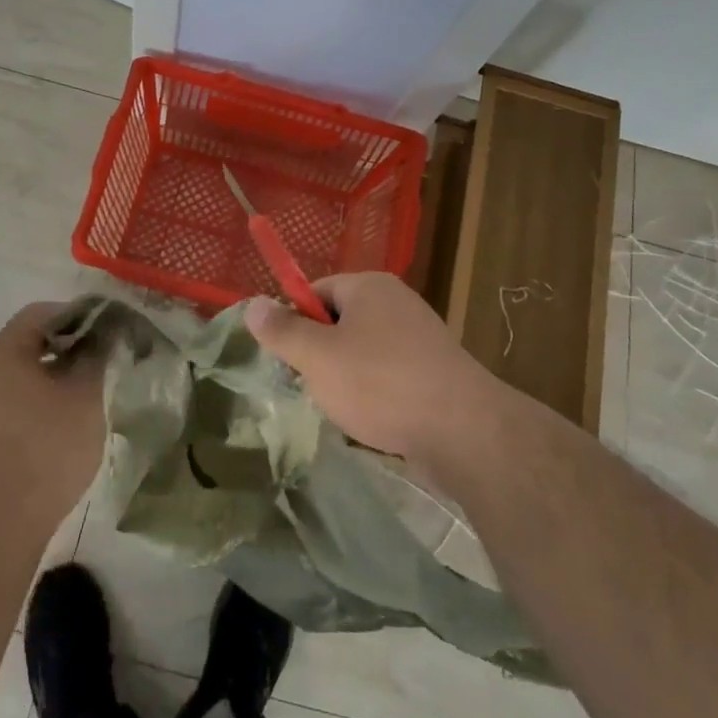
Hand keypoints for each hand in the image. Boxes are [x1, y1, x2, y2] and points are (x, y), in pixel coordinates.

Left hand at [0, 302, 103, 526]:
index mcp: (4, 352)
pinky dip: (42, 402)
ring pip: (23, 375)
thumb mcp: (86, 395)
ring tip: (90, 393)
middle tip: (104, 360)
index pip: (41, 312)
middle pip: (30, 342)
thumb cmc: (46, 446)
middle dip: (69, 347)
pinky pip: (15, 403)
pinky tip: (66, 424)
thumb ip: (98, 356)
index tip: (108, 330)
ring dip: (57, 376)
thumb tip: (107, 334)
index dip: (79, 315)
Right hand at [245, 272, 509, 472]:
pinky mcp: (435, 370)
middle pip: (338, 322)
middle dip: (321, 356)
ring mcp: (421, 336)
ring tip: (346, 410)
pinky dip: (376, 395)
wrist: (464, 431)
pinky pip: (389, 375)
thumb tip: (252, 304)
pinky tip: (374, 422)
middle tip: (315, 387)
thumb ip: (282, 331)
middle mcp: (396, 302)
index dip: (295, 322)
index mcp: (368, 287)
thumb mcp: (317, 357)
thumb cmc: (380, 384)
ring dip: (346, 380)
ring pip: (362, 353)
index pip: (315, 291)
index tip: (289, 359)